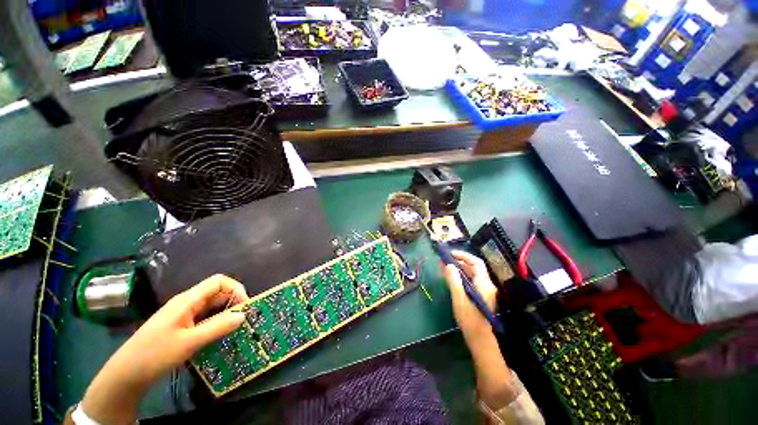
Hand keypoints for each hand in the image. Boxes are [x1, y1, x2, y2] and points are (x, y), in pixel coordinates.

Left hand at [81, 275, 248, 423]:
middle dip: (234, 302)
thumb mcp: (189, 343)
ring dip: (226, 314)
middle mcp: (187, 303)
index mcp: (187, 300)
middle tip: (244, 320)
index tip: (245, 306)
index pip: (219, 281)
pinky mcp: (182, 326)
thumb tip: (244, 315)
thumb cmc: (154, 355)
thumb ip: (218, 327)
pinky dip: (217, 323)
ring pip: (212, 307)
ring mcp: (184, 315)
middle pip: (217, 293)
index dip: (236, 289)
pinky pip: (205, 319)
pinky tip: (221, 335)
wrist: (125, 375)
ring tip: (237, 328)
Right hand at [443, 251, 498, 343]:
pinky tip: (451, 278)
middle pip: (473, 267)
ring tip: (444, 267)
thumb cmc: (469, 319)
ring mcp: (484, 290)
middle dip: (458, 261)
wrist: (479, 338)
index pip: (476, 262)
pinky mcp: (480, 295)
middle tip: (444, 261)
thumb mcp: (459, 298)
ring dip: (459, 268)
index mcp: (484, 283)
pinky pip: (470, 280)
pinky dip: (461, 276)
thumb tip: (449, 265)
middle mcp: (486, 284)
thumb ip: (454, 280)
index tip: (450, 254)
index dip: (463, 256)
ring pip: (471, 273)